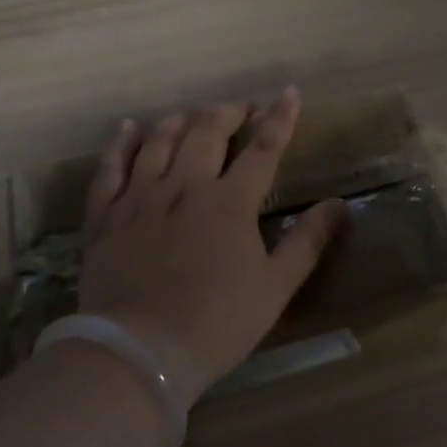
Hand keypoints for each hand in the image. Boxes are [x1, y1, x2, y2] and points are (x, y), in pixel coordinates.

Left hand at [77, 87, 345, 406]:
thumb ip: (308, 242)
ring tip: (193, 114)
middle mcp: (185, 186)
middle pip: (207, 131)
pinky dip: (121, 143)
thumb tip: (339, 205)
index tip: (289, 92)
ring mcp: (141, 196)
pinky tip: (128, 128)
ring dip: (181, 120)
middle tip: (241, 108)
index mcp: (230, 202)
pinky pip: (111, 166)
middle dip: (229, 112)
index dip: (279, 118)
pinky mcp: (106, 214)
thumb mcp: (275, 288)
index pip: (263, 148)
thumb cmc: (216, 323)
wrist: (138, 353)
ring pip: (161, 140)